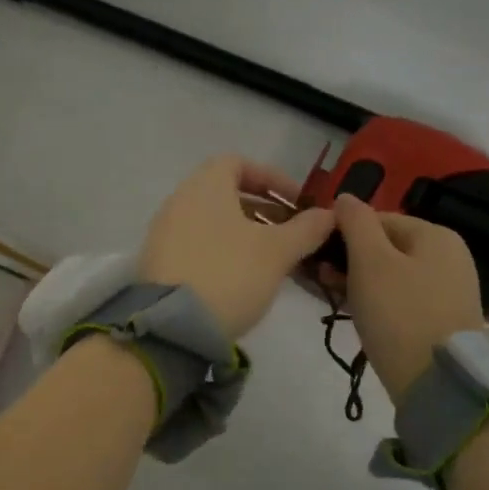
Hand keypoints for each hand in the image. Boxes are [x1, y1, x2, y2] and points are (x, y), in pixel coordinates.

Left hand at [139, 157, 334, 339]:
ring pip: (214, 223)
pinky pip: (199, 245)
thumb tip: (329, 214)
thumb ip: (306, 229)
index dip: (272, 178)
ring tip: (276, 261)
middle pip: (227, 194)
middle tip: (294, 235)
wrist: (173, 326)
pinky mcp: (159, 263)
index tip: (298, 202)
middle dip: (265, 211)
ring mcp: (165, 233)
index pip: (238, 163)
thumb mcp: (277, 252)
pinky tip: (245, 279)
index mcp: (205, 185)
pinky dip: (225, 252)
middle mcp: (180, 201)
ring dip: (247, 234)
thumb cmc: (230, 274)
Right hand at [334, 195, 484, 404]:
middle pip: (386, 246)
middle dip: (350, 260)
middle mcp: (449, 255)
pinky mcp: (443, 318)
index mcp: (435, 234)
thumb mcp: (370, 261)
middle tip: (321, 281)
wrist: (437, 382)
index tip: (316, 255)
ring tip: (333, 298)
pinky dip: (378, 301)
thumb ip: (356, 223)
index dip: (343, 233)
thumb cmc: (399, 313)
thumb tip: (345, 197)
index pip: (378, 219)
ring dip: (360, 282)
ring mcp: (449, 288)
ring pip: (392, 274)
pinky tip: (358, 314)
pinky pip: (402, 297)